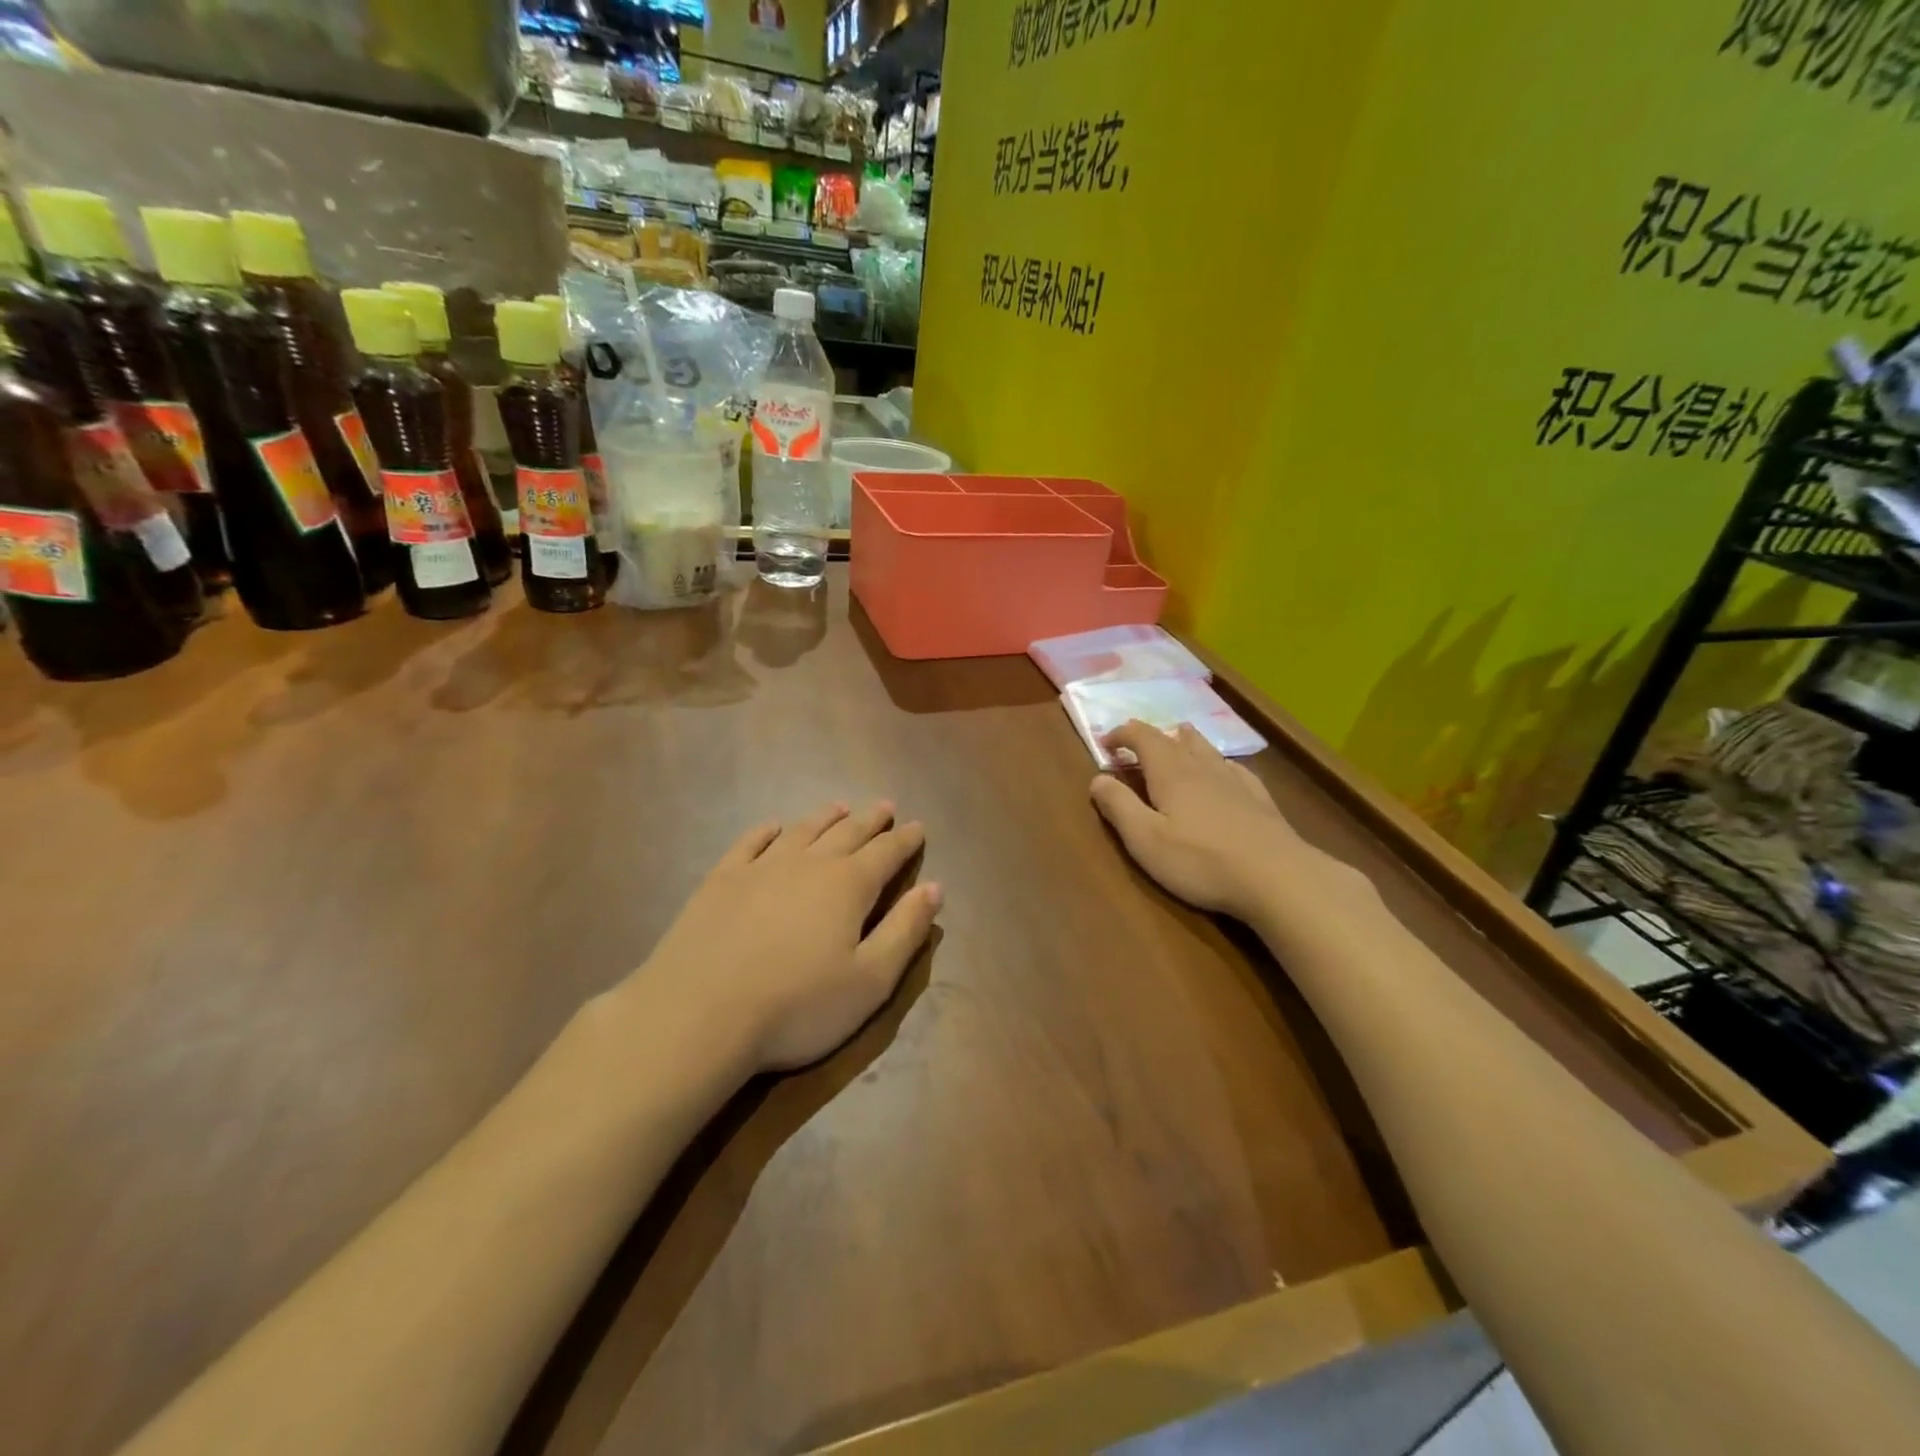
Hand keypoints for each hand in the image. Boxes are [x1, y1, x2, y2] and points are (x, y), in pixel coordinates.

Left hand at [641, 802, 939, 1072]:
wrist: (699, 1014)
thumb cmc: (797, 1006)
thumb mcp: (870, 981)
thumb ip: (905, 931)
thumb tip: (934, 888)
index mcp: (849, 886)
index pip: (886, 853)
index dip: (905, 840)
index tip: (917, 827)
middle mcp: (809, 864)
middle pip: (847, 833)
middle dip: (870, 820)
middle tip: (885, 806)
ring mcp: (760, 867)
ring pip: (802, 831)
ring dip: (825, 817)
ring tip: (839, 807)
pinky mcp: (721, 880)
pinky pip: (750, 843)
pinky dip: (766, 831)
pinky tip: (773, 828)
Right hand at [1090, 721, 1320, 922]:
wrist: (1277, 877)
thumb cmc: (1201, 861)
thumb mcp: (1145, 839)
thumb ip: (1119, 806)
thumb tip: (1096, 779)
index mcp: (1171, 773)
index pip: (1142, 737)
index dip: (1121, 734)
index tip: (1105, 744)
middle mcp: (1202, 767)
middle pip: (1175, 738)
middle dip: (1152, 736)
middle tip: (1137, 745)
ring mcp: (1235, 781)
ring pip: (1207, 749)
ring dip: (1186, 741)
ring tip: (1179, 738)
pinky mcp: (1260, 799)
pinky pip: (1235, 768)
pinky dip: (1219, 762)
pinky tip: (1225, 771)